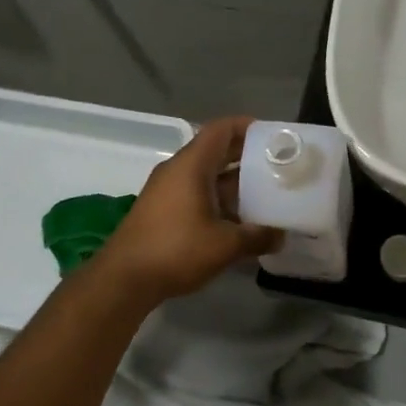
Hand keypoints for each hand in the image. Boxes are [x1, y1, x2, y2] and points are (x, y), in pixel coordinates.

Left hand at [88, 117, 279, 305]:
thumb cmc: (176, 250)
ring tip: (264, 193)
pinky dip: (217, 198)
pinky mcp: (162, 209)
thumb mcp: (224, 245)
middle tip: (276, 165)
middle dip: (245, 155)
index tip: (272, 136)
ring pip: (206, 174)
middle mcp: (177, 169)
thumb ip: (257, 237)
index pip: (221, 129)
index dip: (247, 127)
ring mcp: (166, 189)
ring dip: (233, 181)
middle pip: (215, 150)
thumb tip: (281, 235)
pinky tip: (237, 219)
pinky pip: (195, 191)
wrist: (124, 278)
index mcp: (191, 165)